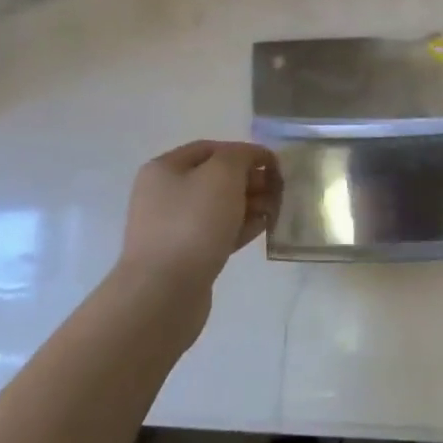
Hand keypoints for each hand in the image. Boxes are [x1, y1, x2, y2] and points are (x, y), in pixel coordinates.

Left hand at [118, 141, 280, 298]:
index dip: (245, 152)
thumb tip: (251, 159)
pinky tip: (263, 228)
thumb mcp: (222, 174)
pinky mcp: (184, 257)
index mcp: (164, 169)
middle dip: (249, 180)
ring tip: (275, 210)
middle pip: (215, 178)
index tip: (274, 164)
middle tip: (278, 189)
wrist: (164, 294)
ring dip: (249, 204)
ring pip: (218, 207)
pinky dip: (240, 227)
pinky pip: (217, 234)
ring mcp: (172, 228)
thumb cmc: (192, 223)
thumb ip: (241, 156)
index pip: (211, 149)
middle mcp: (164, 195)